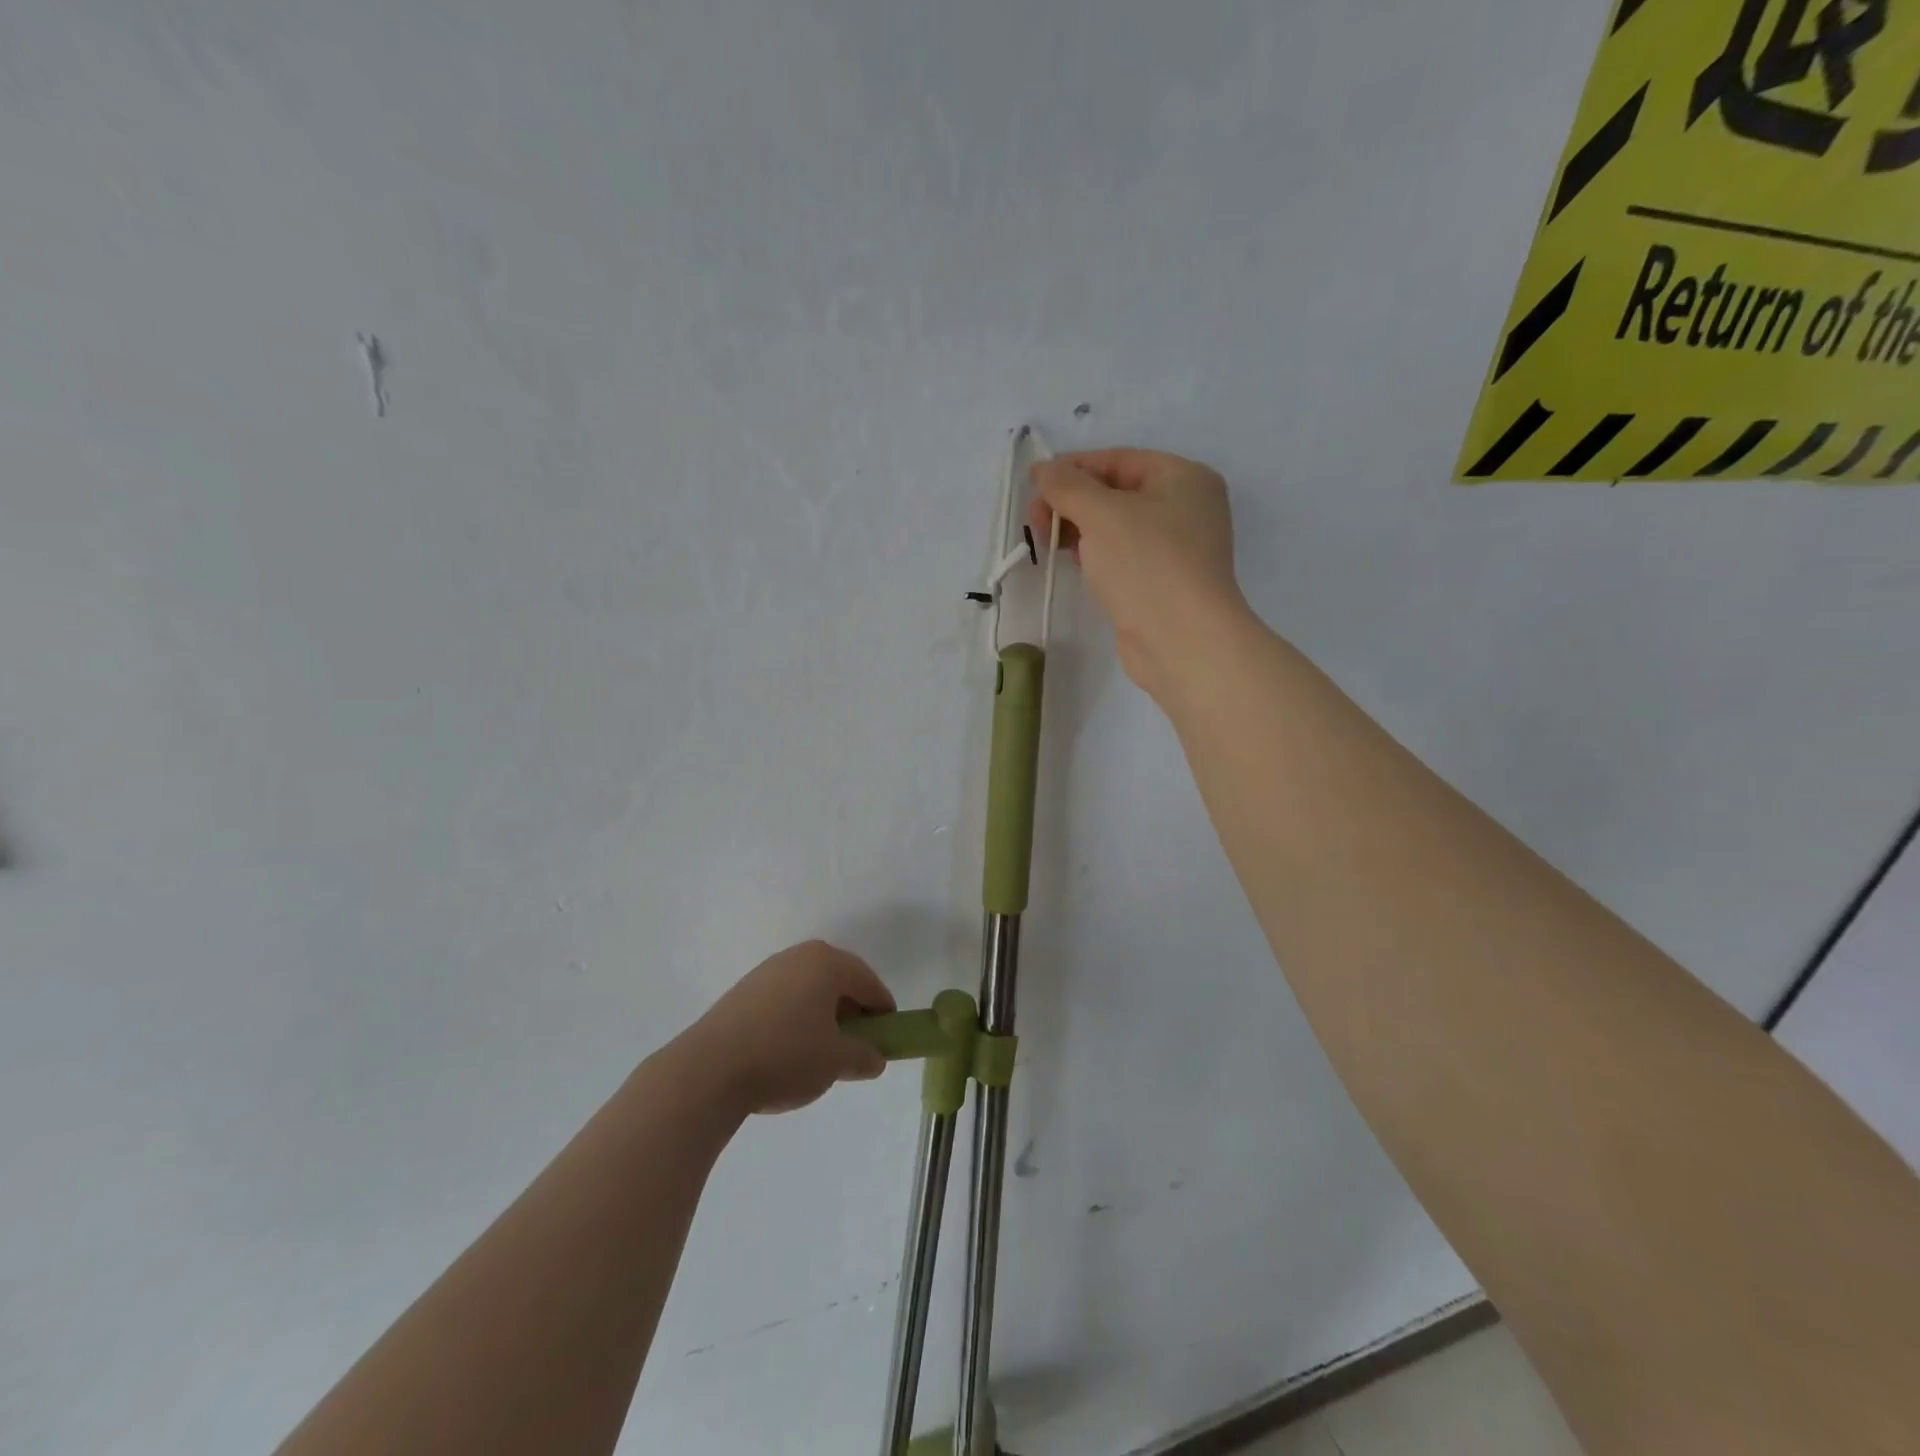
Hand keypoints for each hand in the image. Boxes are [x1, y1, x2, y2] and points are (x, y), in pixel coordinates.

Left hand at [684, 941, 895, 1115]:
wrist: (709, 1070)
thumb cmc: (785, 1056)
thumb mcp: (836, 1062)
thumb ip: (863, 1056)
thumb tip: (875, 1058)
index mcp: (827, 962)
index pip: (868, 981)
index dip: (882, 1009)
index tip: (887, 1037)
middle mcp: (799, 956)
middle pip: (838, 980)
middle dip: (852, 1010)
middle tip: (857, 1044)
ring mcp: (767, 971)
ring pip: (809, 988)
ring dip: (822, 1014)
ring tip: (822, 1051)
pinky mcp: (744, 991)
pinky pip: (785, 998)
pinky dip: (796, 1017)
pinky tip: (789, 1049)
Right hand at [1027, 449, 1247, 701]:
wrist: (1182, 641)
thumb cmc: (1147, 564)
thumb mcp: (1102, 514)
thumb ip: (1068, 486)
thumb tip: (1042, 468)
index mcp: (1185, 478)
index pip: (1120, 460)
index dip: (1074, 467)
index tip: (1034, 483)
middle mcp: (1186, 509)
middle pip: (1117, 493)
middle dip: (1072, 501)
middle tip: (1035, 519)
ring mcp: (1176, 550)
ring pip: (1116, 527)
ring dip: (1078, 529)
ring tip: (1044, 540)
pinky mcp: (1161, 583)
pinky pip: (1121, 557)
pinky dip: (1094, 554)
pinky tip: (1070, 561)